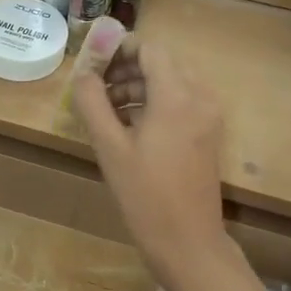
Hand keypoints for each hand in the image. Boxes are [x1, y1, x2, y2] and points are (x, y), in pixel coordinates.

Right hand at [73, 38, 228, 274]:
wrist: (187, 242)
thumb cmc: (145, 195)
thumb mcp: (109, 147)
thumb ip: (92, 102)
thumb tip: (82, 73)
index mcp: (177, 96)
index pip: (149, 49)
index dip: (118, 49)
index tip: (90, 65)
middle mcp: (200, 97)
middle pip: (161, 63)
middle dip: (125, 68)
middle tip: (93, 89)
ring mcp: (208, 116)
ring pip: (170, 82)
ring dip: (137, 86)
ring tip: (105, 110)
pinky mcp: (208, 133)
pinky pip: (180, 102)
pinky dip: (153, 103)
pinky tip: (127, 126)